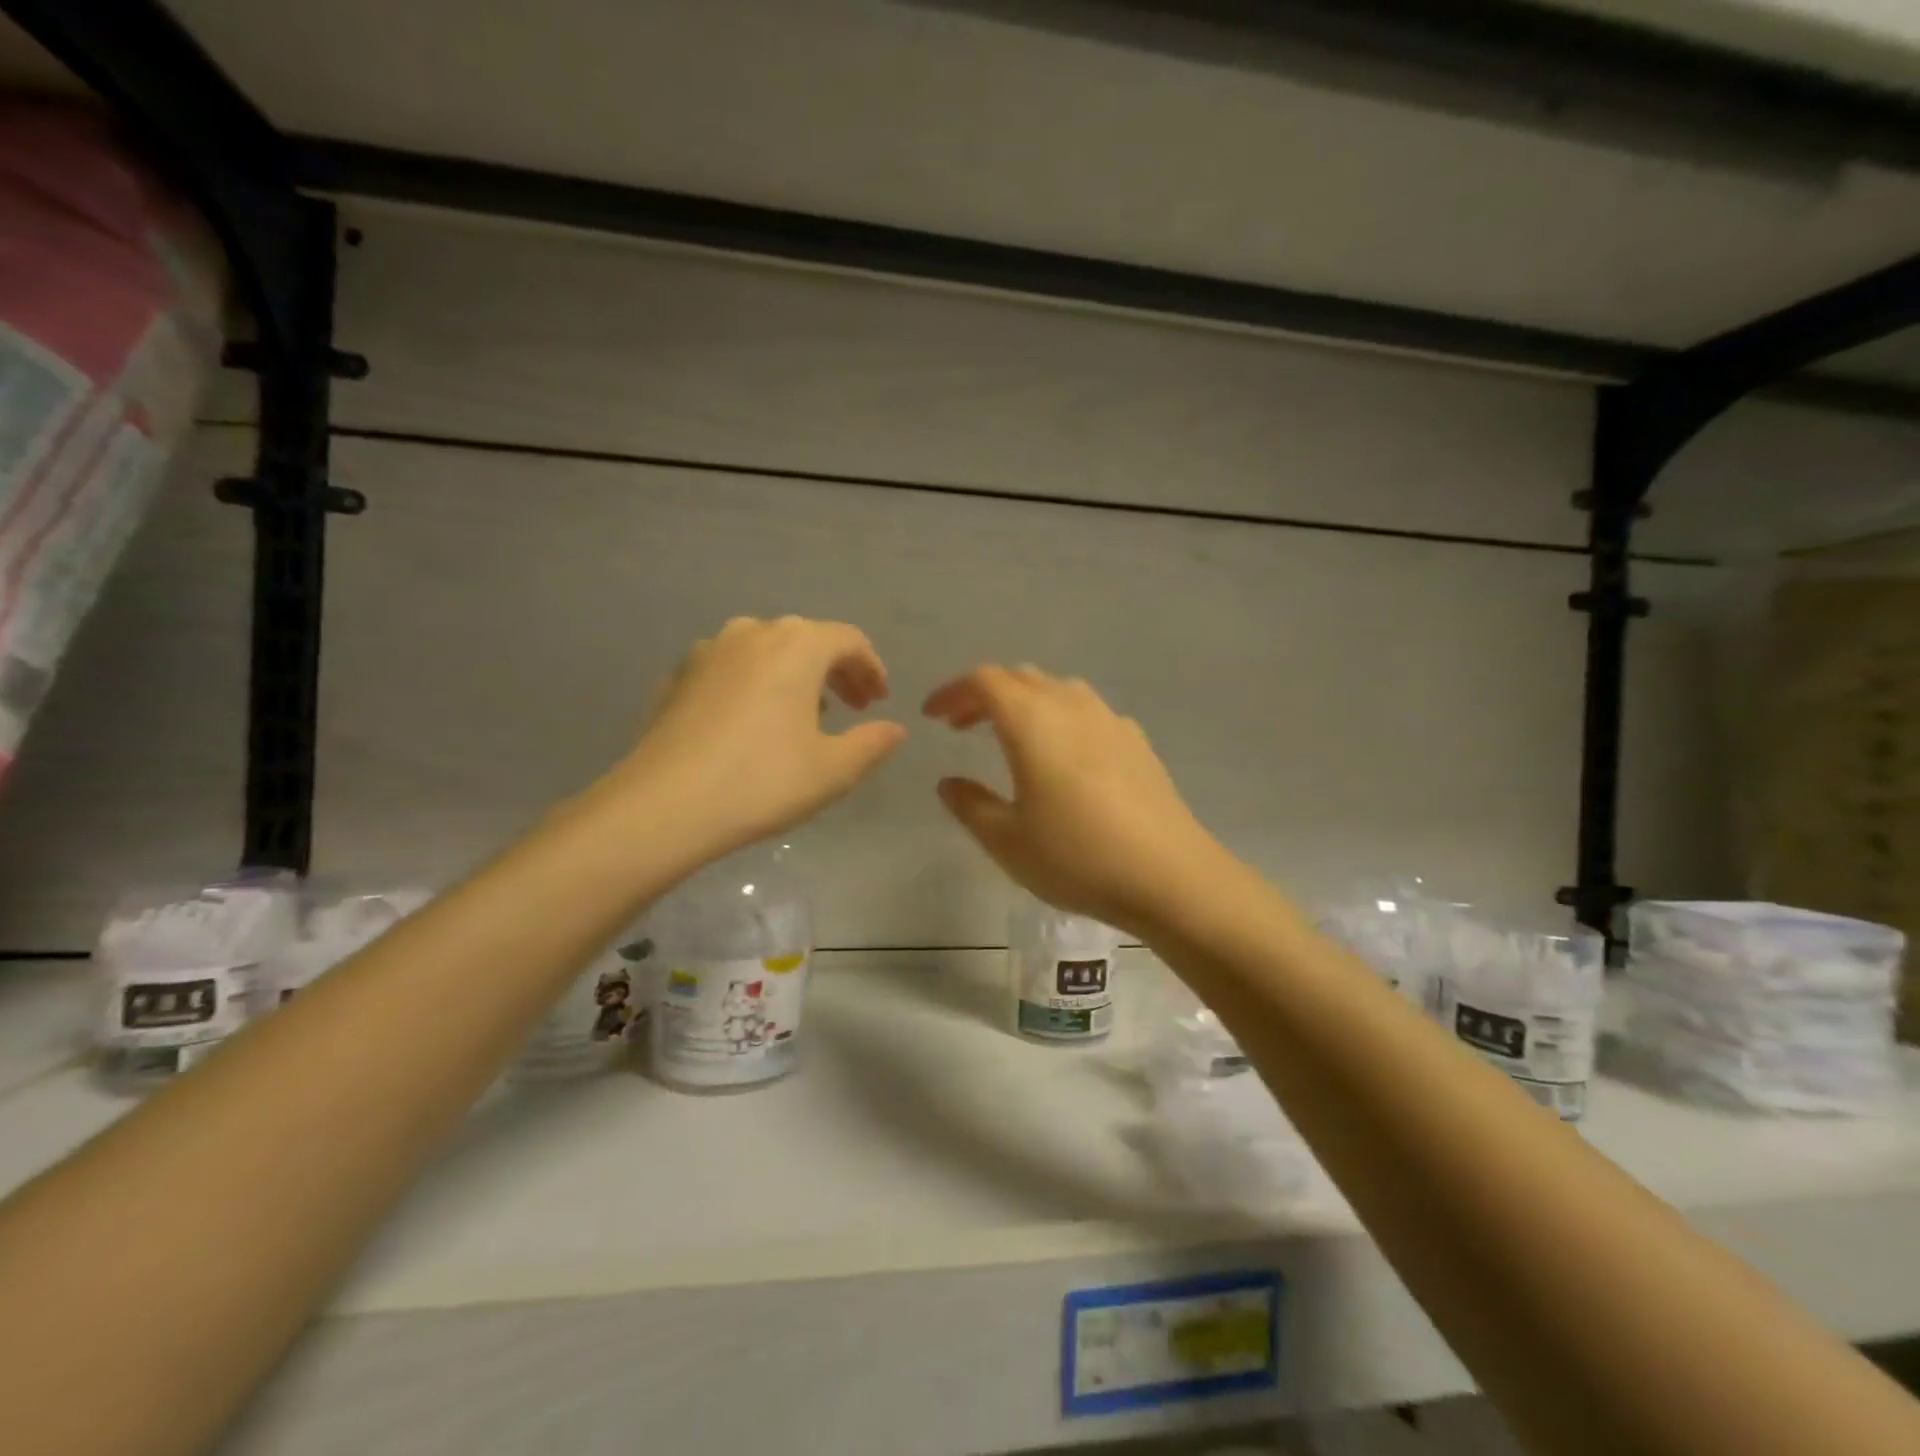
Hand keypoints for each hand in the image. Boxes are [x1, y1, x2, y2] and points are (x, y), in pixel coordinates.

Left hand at [616, 617, 905, 857]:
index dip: (871, 667)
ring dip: (796, 674)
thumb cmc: (762, 781)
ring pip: (767, 650)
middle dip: (837, 671)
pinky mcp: (679, 675)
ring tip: (807, 714)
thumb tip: (895, 729)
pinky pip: (733, 667)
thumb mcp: (833, 770)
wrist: (663, 805)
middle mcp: (753, 632)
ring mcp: (709, 650)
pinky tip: (755, 721)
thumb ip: (872, 743)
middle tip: (854, 708)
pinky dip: (758, 683)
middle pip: (808, 639)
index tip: (880, 701)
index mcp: (797, 645)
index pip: (849, 640)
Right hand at [923, 665, 1225, 934]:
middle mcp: (1072, 705)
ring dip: (1025, 703)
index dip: (953, 691)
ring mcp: (1110, 720)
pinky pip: (1087, 712)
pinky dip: (1060, 718)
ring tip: (1010, 736)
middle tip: (962, 725)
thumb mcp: (1007, 840)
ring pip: (1057, 690)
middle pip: (1021, 678)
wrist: (1169, 876)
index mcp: (1033, 721)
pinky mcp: (1137, 741)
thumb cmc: (1077, 857)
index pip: (984, 682)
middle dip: (985, 694)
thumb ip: (970, 805)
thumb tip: (949, 783)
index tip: (932, 715)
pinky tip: (1064, 756)